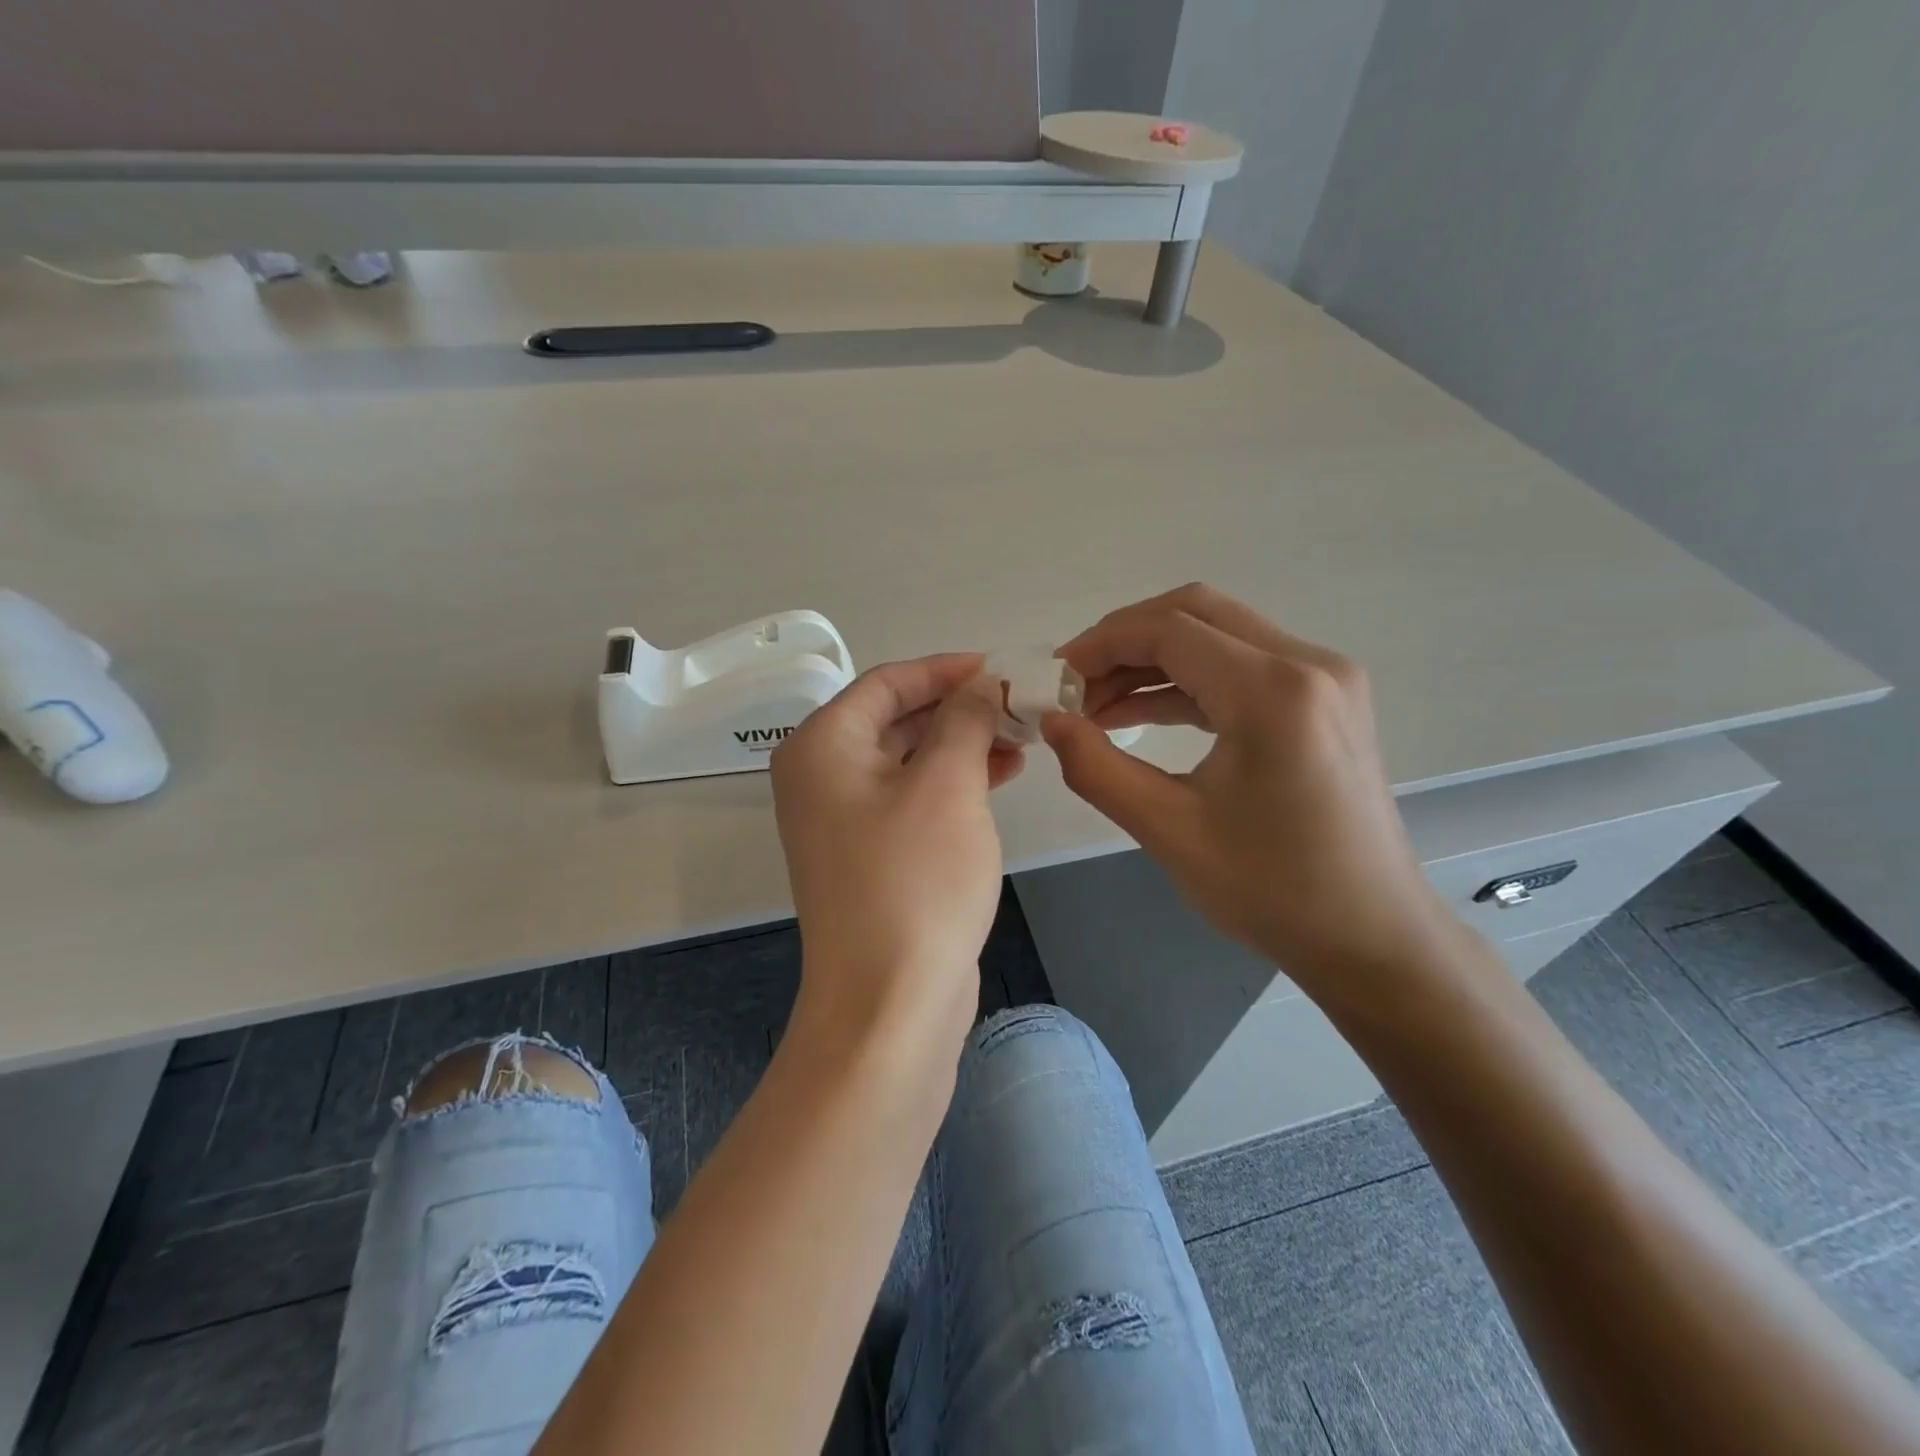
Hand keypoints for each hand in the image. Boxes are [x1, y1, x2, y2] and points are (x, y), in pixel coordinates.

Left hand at [771, 654, 1021, 1050]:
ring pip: (907, 760)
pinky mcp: (868, 856)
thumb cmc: (915, 880)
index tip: (1000, 668)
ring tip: (1021, 741)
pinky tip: (998, 778)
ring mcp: (842, 821)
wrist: (889, 1002)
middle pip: (894, 719)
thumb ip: (964, 721)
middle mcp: (821, 777)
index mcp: (822, 747)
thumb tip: (979, 684)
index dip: (945, 670)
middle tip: (1017, 706)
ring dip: (961, 745)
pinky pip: (911, 799)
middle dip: (958, 709)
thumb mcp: (947, 784)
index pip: (887, 682)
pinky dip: (951, 784)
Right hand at [1044, 585, 1462, 997]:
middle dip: (1125, 640)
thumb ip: (1096, 767)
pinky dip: (1188, 681)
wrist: (1371, 935)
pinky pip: (1243, 666)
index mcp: (1273, 692)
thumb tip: (1051, 721)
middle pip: (1196, 612)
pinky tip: (1142, 713)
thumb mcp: (1168, 830)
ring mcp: (1325, 678)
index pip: (1169, 630)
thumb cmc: (1271, 890)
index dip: (1102, 645)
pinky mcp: (1326, 699)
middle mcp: (1309, 663)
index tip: (1055, 678)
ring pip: (1219, 634)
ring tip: (1097, 705)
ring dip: (1154, 660)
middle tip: (1075, 684)